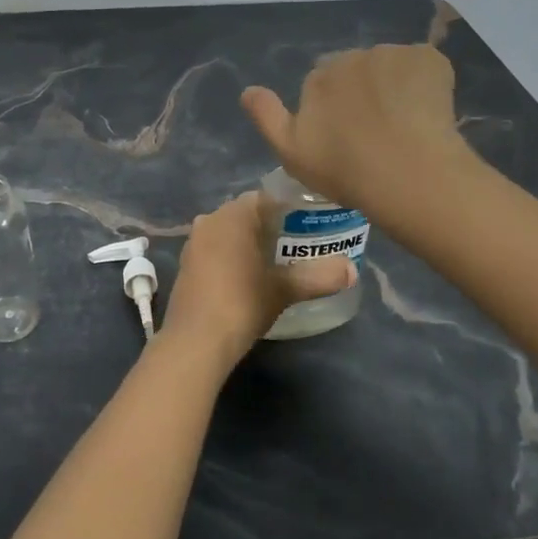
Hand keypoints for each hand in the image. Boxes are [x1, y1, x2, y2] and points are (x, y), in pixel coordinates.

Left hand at [160, 192, 354, 364]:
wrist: (196, 341)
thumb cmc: (242, 303)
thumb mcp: (284, 290)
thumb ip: (318, 276)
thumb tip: (351, 270)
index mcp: (232, 215)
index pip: (264, 198)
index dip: (287, 208)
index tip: (308, 224)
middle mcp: (209, 220)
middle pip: (245, 215)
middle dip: (269, 226)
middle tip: (297, 244)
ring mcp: (193, 243)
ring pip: (228, 233)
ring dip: (249, 243)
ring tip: (277, 261)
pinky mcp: (186, 266)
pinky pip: (214, 250)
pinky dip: (231, 257)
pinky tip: (248, 277)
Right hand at [241, 45, 469, 213]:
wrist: (408, 173)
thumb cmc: (345, 170)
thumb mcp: (291, 153)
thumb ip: (266, 117)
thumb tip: (247, 90)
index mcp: (318, 77)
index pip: (323, 82)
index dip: (334, 108)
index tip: (345, 137)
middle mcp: (352, 55)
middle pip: (357, 69)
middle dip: (363, 92)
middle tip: (376, 132)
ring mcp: (393, 54)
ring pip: (391, 67)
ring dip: (394, 86)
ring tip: (406, 126)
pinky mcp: (429, 58)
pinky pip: (424, 66)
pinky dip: (426, 83)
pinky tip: (430, 114)